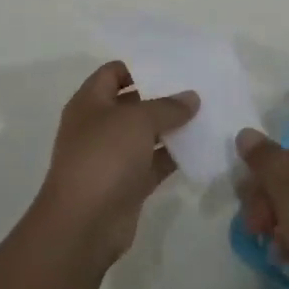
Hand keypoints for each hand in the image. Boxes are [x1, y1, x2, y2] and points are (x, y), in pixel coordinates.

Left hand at [31, 61, 197, 265]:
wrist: (84, 224)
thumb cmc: (104, 156)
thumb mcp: (138, 121)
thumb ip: (167, 107)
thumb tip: (191, 97)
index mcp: (90, 102)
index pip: (113, 73)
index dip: (139, 67)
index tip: (172, 65)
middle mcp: (98, 126)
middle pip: (132, 103)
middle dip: (161, 97)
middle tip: (196, 88)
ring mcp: (112, 157)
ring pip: (145, 135)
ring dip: (171, 127)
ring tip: (205, 114)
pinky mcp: (127, 185)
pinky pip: (154, 163)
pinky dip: (173, 156)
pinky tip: (200, 148)